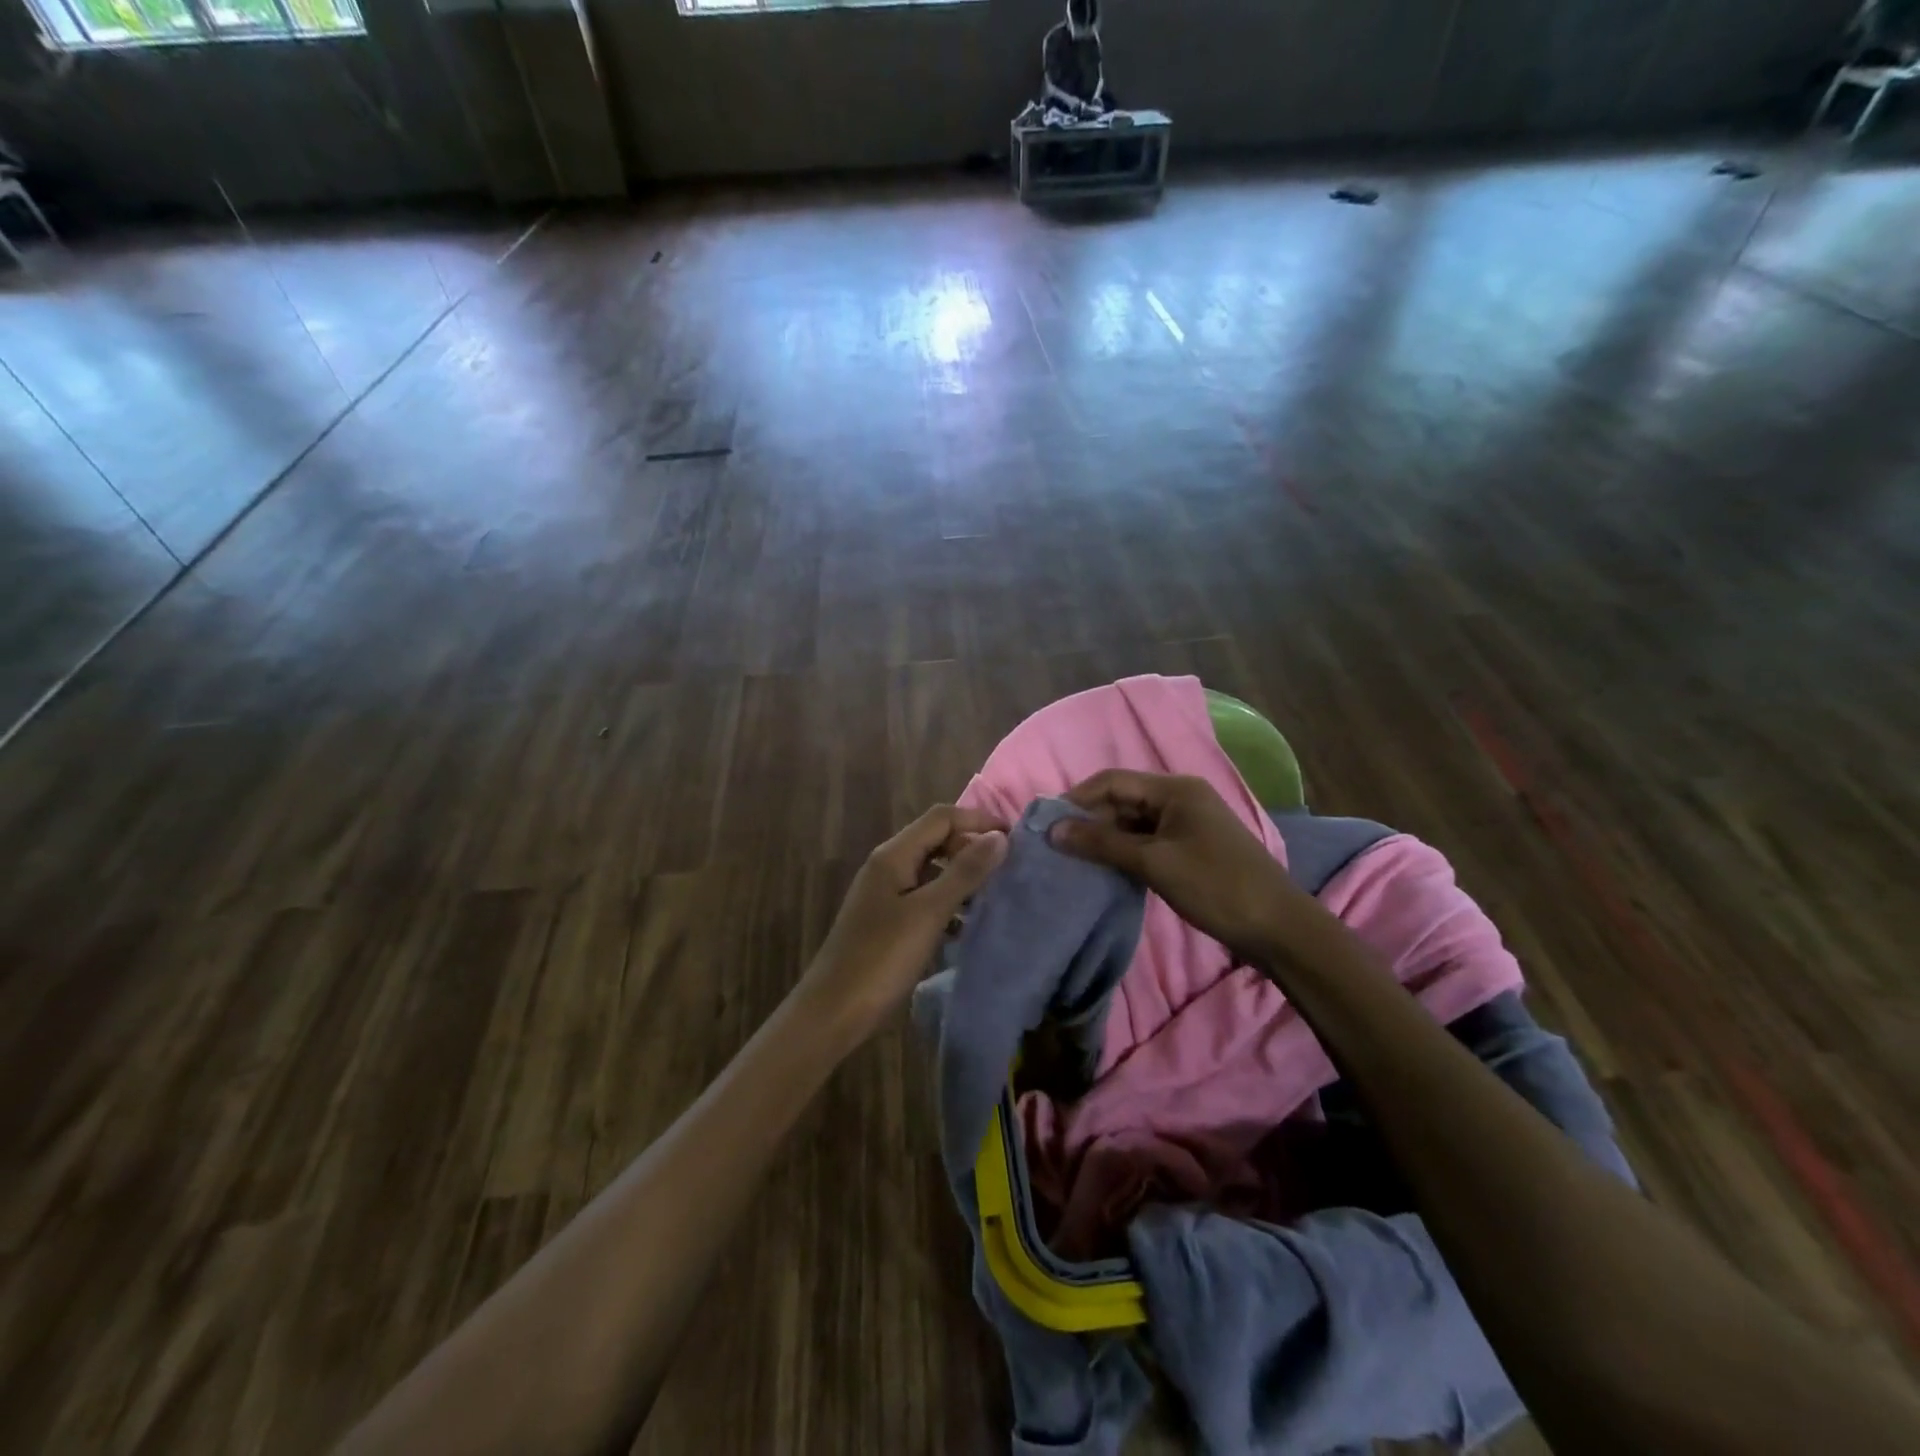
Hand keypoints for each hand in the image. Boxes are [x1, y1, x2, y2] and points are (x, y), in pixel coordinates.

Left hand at [801, 804, 1008, 1039]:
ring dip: (962, 878)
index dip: (978, 820)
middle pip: (936, 840)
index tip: (1015, 838)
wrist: (833, 1012)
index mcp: (893, 856)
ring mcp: (886, 895)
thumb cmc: (881, 958)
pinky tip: (966, 928)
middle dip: (972, 848)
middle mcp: (887, 867)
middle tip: (1008, 869)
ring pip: (932, 871)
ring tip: (995, 897)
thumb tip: (999, 837)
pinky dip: (948, 905)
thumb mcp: (928, 913)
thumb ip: (964, 873)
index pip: (941, 818)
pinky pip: (925, 899)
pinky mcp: (888, 922)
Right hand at [1051, 770, 1302, 960]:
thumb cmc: (1215, 886)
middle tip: (1058, 847)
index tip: (1047, 824)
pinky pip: (1148, 841)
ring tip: (1076, 860)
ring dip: (1106, 838)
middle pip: (1123, 799)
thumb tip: (1053, 829)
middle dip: (1090, 820)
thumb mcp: (1154, 862)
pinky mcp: (1191, 848)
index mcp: (1175, 789)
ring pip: (1134, 822)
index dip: (1078, 799)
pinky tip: (1107, 870)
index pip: (1113, 781)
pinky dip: (1126, 852)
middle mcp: (1181, 798)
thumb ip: (1103, 843)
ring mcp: (1188, 824)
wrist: (1278, 928)